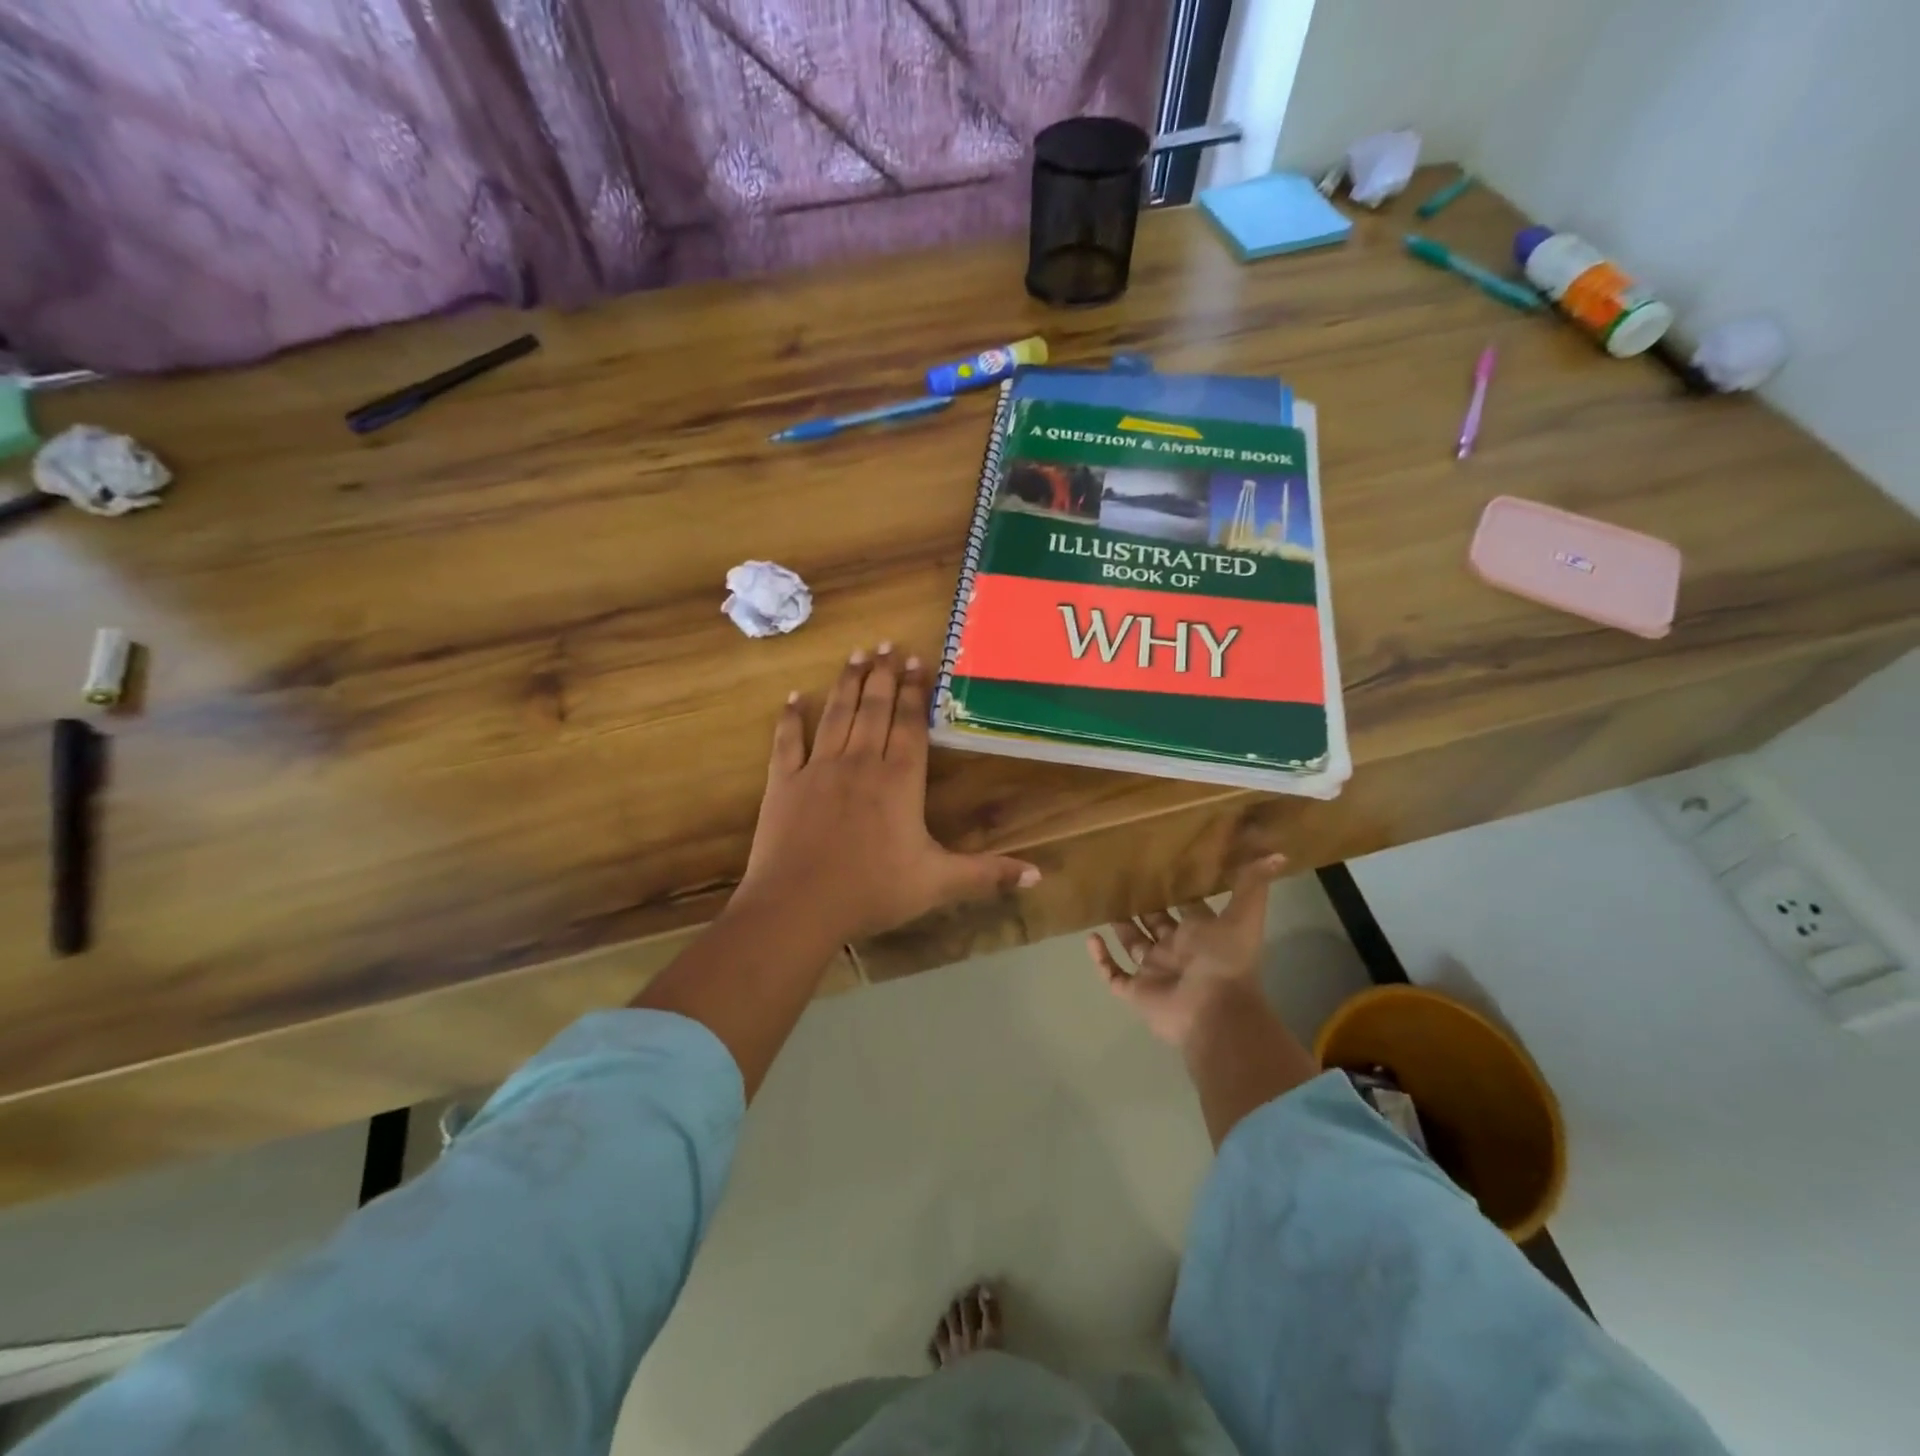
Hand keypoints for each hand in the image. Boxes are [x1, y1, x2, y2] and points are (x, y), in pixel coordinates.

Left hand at [736, 645, 1040, 941]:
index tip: (917, 661)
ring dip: (847, 683)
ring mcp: (818, 769)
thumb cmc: (872, 892)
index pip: (910, 725)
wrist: (798, 906)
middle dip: (882, 675)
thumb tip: (1038, 876)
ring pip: (836, 715)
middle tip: (886, 644)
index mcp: (899, 781)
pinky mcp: (784, 782)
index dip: (914, 692)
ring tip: (856, 655)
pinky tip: (794, 698)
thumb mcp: (938, 884)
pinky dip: (791, 718)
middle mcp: (860, 763)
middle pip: (874, 710)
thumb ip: (986, 874)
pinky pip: (788, 741)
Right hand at [1087, 856, 1289, 1051]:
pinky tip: (1090, 938)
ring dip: (1119, 927)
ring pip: (1133, 945)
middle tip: (1120, 877)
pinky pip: (1114, 974)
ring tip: (1101, 902)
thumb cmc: (1226, 961)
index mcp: (1201, 934)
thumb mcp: (1244, 916)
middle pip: (1155, 923)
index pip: (1186, 908)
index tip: (1158, 865)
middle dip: (1142, 905)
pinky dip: (1101, 959)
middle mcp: (1177, 950)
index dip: (1176, 890)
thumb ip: (1253, 885)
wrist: (1214, 1012)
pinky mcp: (1136, 991)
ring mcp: (1155, 972)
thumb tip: (1277, 853)